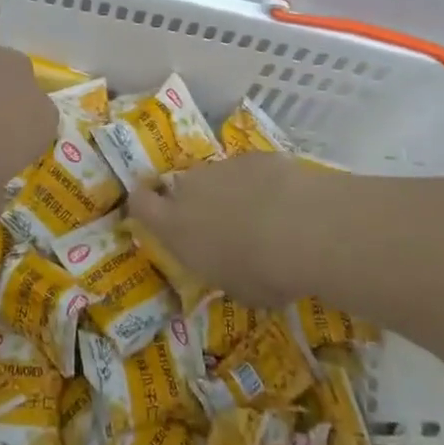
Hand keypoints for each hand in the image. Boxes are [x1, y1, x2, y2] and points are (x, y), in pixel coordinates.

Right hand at [129, 152, 324, 308]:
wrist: (303, 228)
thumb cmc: (262, 273)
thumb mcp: (235, 288)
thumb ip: (221, 269)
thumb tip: (229, 265)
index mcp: (175, 226)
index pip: (140, 204)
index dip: (143, 205)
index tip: (155, 212)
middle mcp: (190, 189)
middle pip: (181, 188)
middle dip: (195, 202)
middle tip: (220, 223)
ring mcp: (222, 167)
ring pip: (217, 177)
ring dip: (230, 192)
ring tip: (261, 215)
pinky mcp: (254, 155)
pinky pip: (249, 169)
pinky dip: (260, 182)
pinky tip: (285, 200)